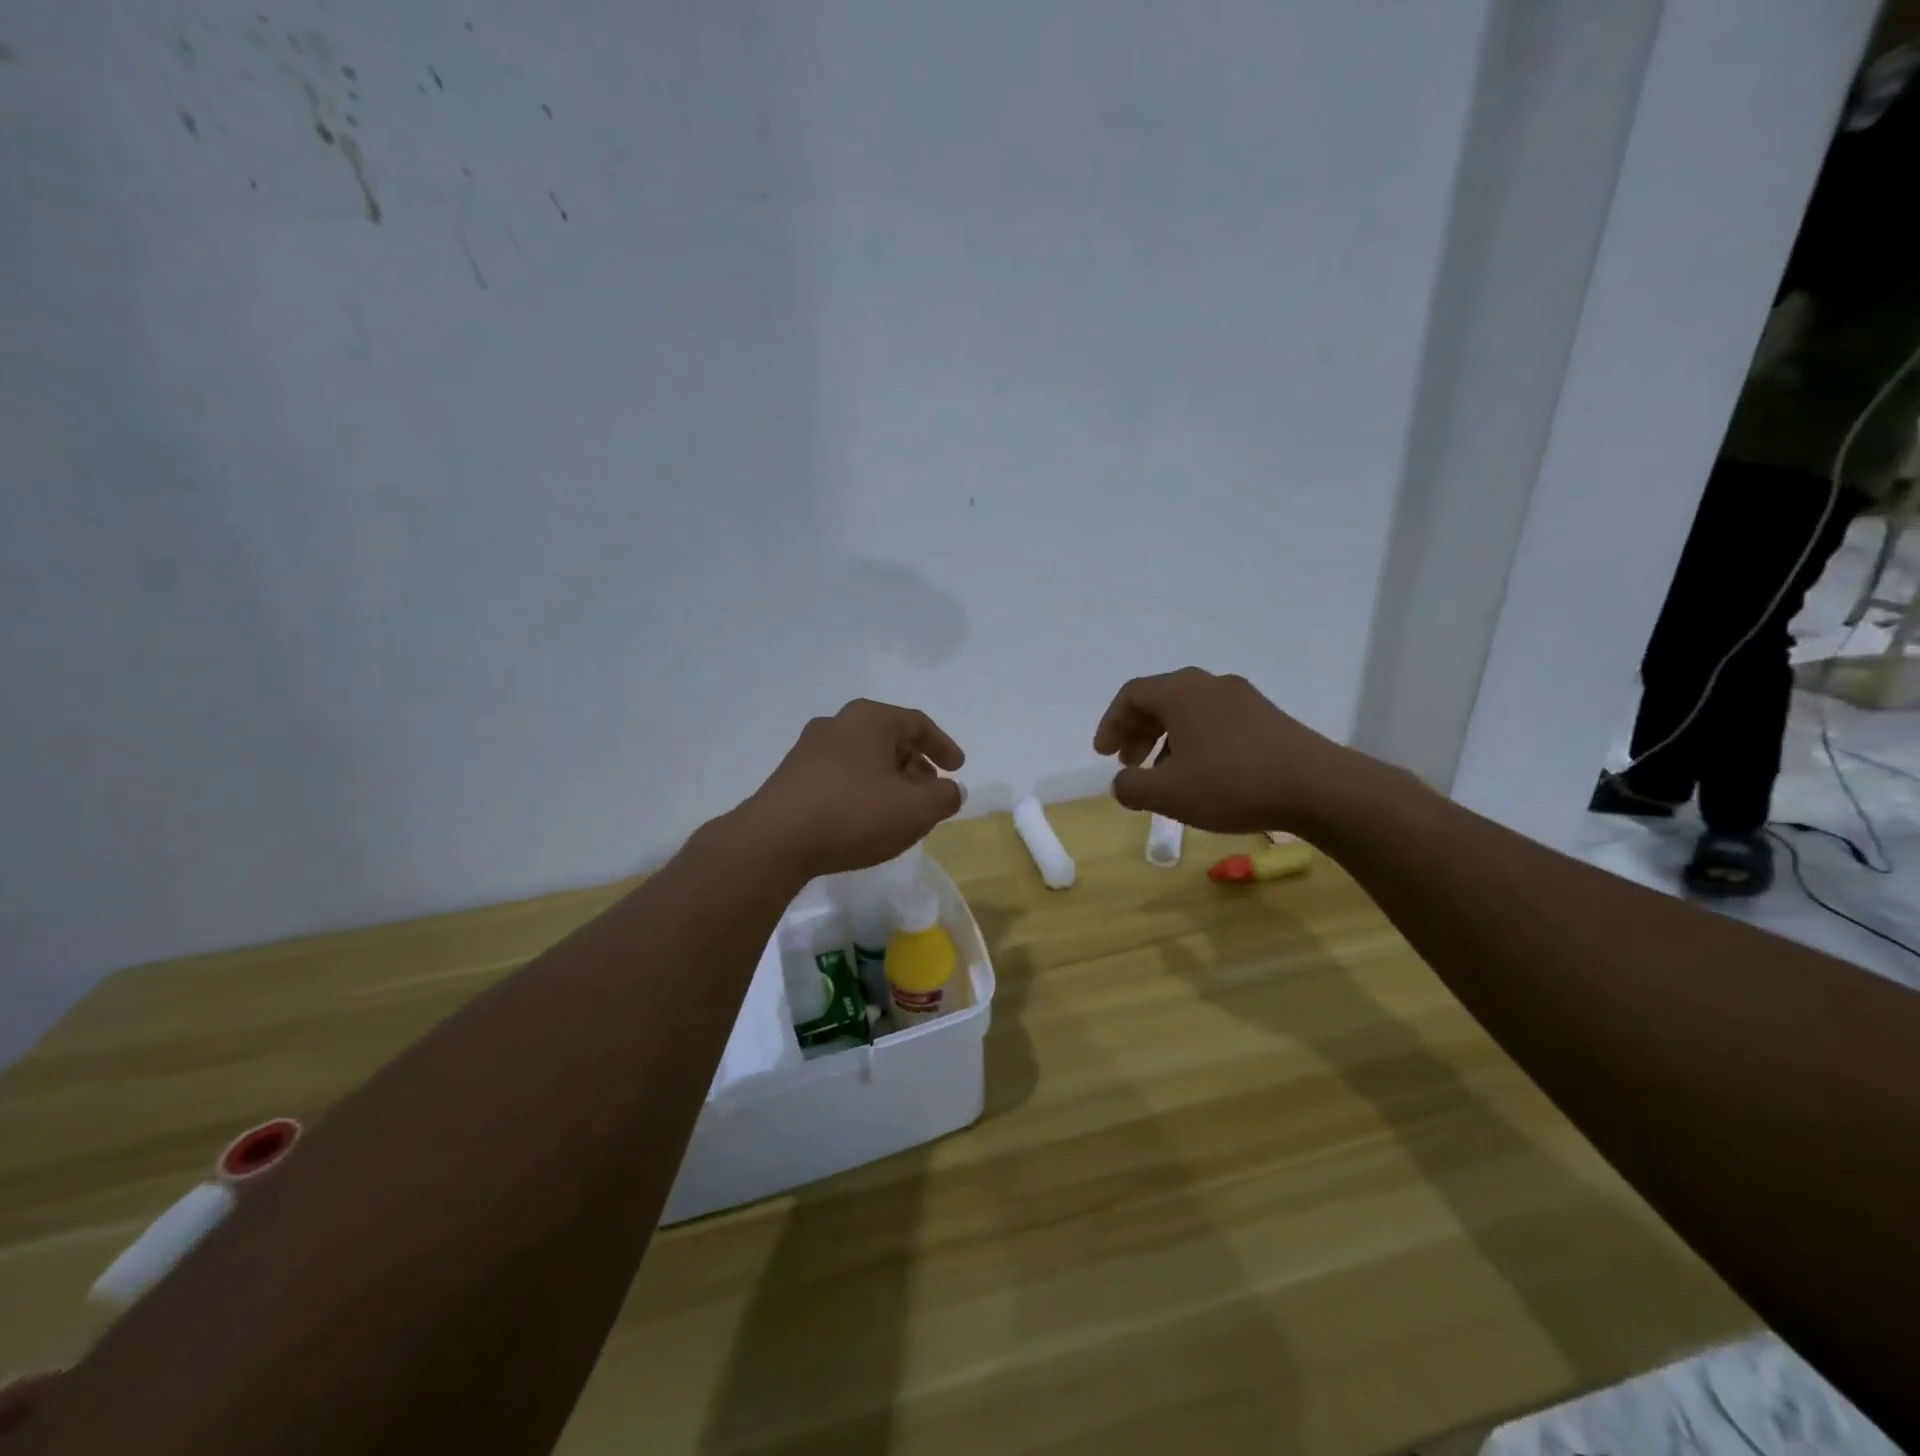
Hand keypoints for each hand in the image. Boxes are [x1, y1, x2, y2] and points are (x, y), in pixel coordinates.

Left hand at [742, 700, 966, 876]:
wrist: (774, 841)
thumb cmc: (853, 814)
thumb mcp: (915, 810)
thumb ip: (944, 797)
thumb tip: (952, 790)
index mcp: (869, 719)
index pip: (917, 724)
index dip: (943, 746)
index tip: (957, 769)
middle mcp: (837, 723)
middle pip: (889, 738)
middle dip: (915, 764)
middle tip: (930, 790)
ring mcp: (809, 748)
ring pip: (863, 757)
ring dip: (888, 778)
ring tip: (900, 808)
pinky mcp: (792, 775)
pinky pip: (841, 774)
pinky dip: (862, 788)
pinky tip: (865, 817)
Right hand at [1093, 668, 1350, 832]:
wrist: (1317, 787)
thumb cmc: (1231, 783)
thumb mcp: (1168, 794)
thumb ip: (1131, 787)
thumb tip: (1122, 782)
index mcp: (1180, 692)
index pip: (1131, 695)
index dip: (1111, 724)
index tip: (1105, 756)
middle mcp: (1209, 684)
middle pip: (1159, 699)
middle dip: (1137, 732)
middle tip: (1129, 764)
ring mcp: (1242, 697)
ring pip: (1188, 711)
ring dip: (1165, 739)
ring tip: (1163, 776)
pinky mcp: (1265, 716)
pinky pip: (1214, 720)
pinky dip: (1194, 741)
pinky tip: (1201, 775)